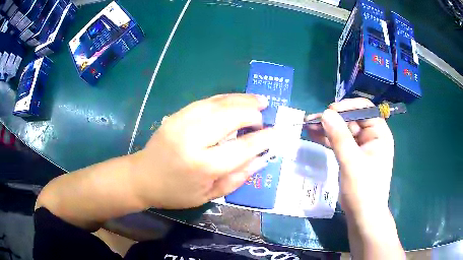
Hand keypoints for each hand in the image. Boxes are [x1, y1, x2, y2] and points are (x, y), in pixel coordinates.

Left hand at [130, 94, 273, 208]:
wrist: (142, 177)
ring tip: (258, 100)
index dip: (262, 139)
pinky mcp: (176, 115)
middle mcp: (192, 139)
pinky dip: (225, 98)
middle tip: (266, 113)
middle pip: (230, 117)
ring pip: (219, 104)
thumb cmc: (176, 192)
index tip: (276, 133)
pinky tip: (236, 99)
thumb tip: (261, 159)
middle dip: (252, 113)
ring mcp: (181, 123)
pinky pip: (205, 101)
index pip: (241, 148)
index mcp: (202, 166)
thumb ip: (237, 178)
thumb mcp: (209, 195)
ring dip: (242, 100)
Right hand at [305, 98, 393, 217]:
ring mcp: (361, 147)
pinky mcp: (352, 156)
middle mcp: (371, 137)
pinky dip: (327, 139)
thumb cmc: (364, 190)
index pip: (365, 110)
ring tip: (308, 125)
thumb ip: (339, 137)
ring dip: (326, 128)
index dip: (347, 107)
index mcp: (379, 134)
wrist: (362, 216)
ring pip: (343, 131)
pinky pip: (339, 142)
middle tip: (311, 119)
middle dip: (332, 119)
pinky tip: (314, 135)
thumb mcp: (352, 162)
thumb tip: (325, 113)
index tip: (329, 111)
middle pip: (351, 119)